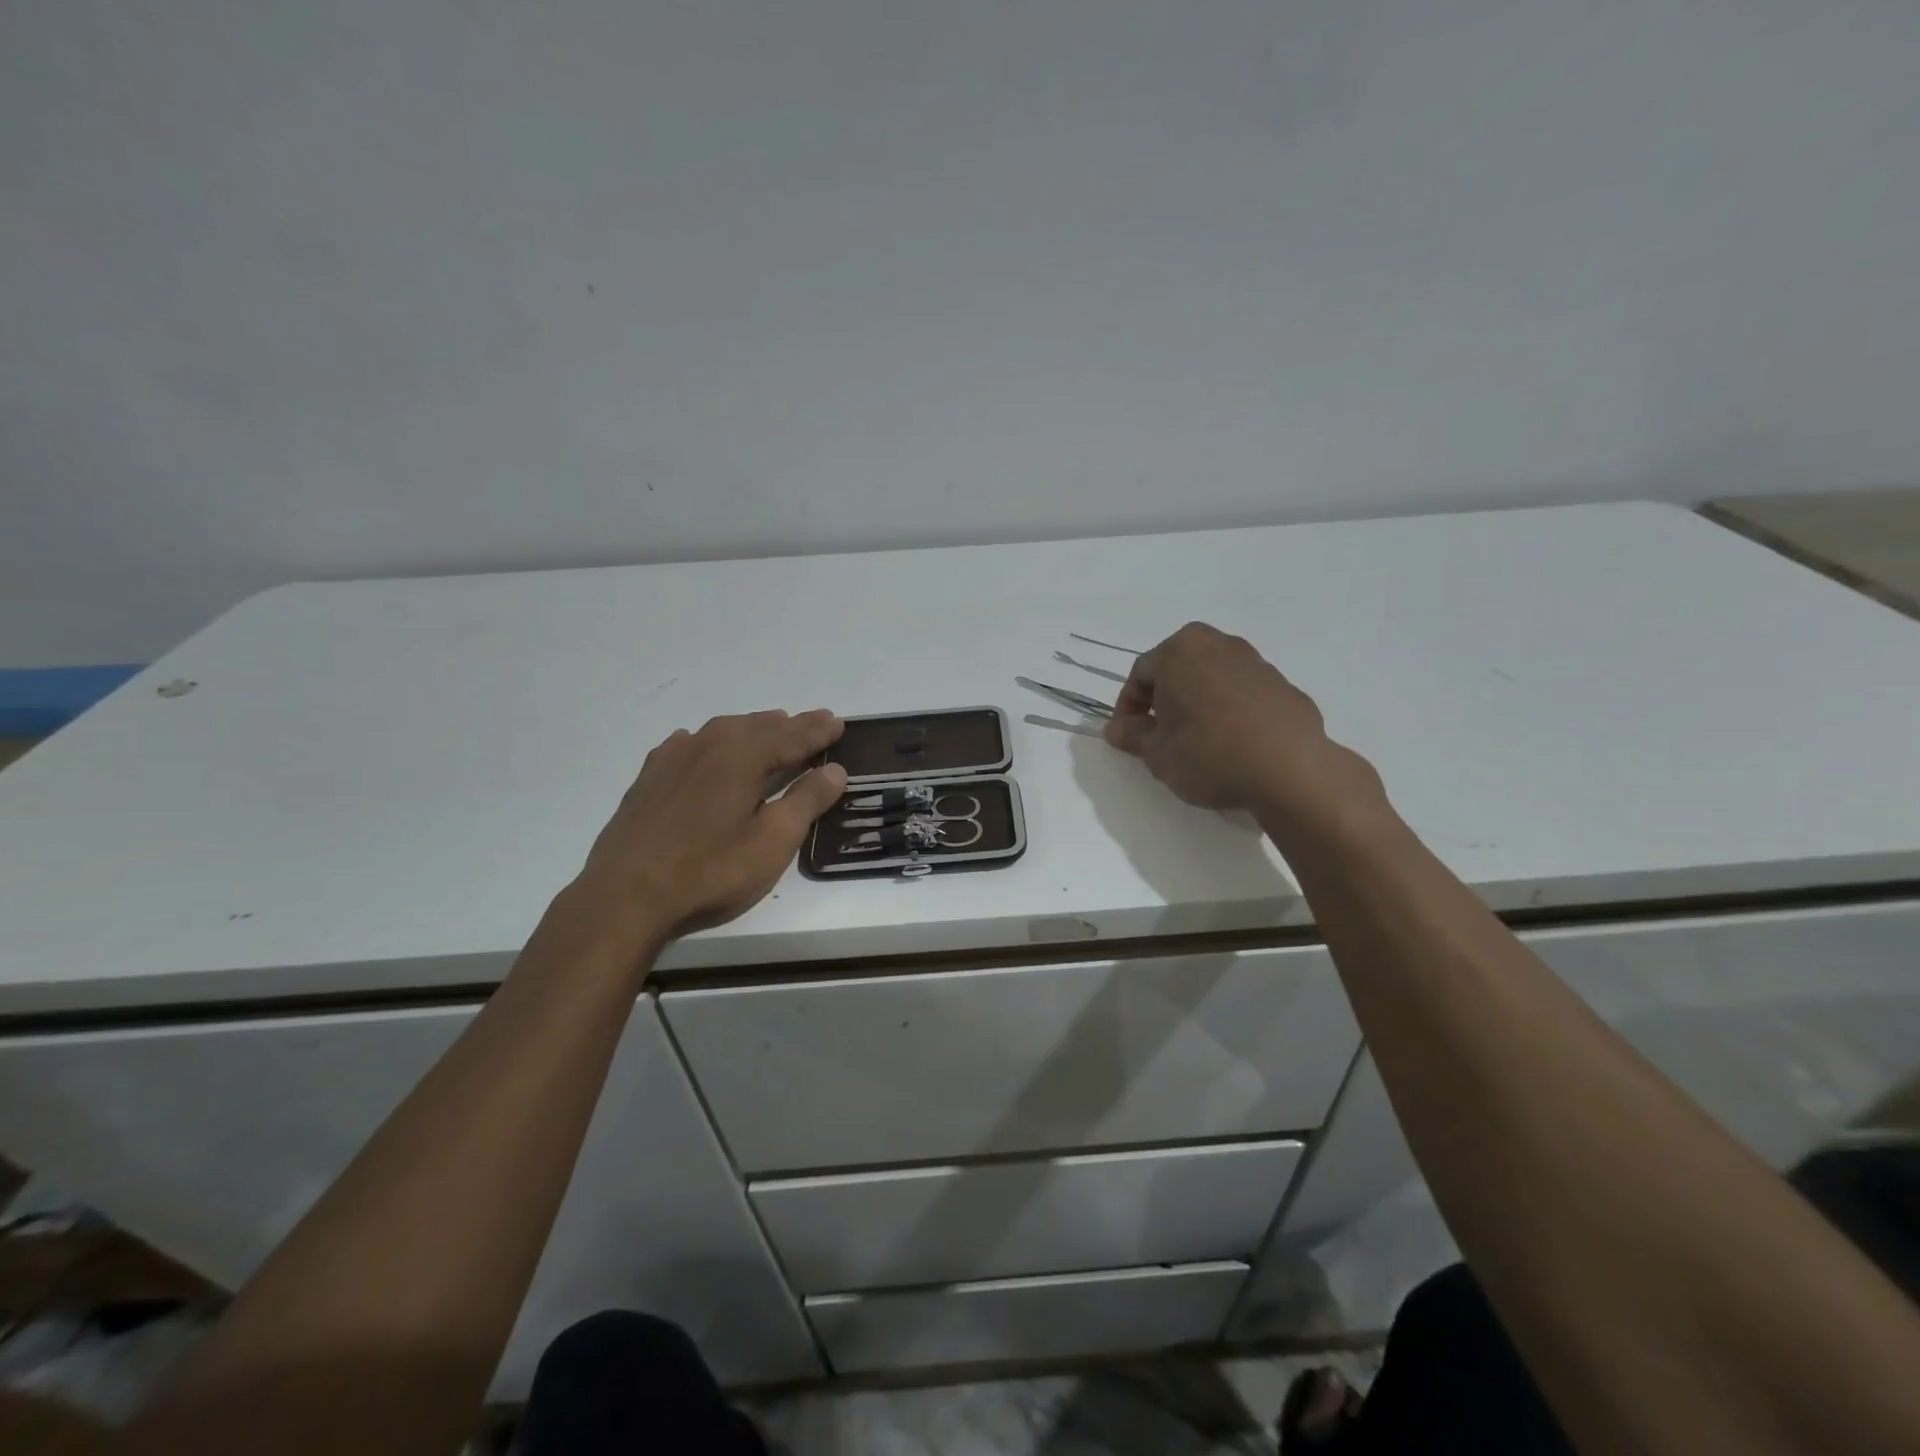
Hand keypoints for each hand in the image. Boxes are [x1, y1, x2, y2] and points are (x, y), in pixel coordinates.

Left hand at [577, 709, 846, 941]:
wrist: (626, 894)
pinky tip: (706, 747)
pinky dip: (712, 741)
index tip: (839, 723)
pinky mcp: (650, 777)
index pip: (792, 736)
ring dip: (754, 729)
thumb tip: (835, 770)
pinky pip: (690, 744)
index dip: (818, 731)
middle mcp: (709, 744)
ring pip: (724, 730)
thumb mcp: (772, 841)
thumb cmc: (709, 870)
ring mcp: (674, 757)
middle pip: (759, 726)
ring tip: (773, 728)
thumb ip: (806, 801)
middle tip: (817, 721)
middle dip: (791, 725)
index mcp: (743, 755)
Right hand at [1104, 623, 1382, 827]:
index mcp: (1180, 650)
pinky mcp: (1284, 685)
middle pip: (1178, 669)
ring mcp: (1256, 662)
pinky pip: (1243, 694)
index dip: (1128, 708)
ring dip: (1198, 704)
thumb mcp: (1157, 753)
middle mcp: (1218, 644)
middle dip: (1165, 700)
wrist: (1289, 769)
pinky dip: (1230, 712)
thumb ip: (1133, 736)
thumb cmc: (1208, 753)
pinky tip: (1232, 745)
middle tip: (1159, 734)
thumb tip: (1116, 729)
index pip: (1140, 674)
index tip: (1127, 736)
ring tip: (1197, 742)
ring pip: (1212, 679)